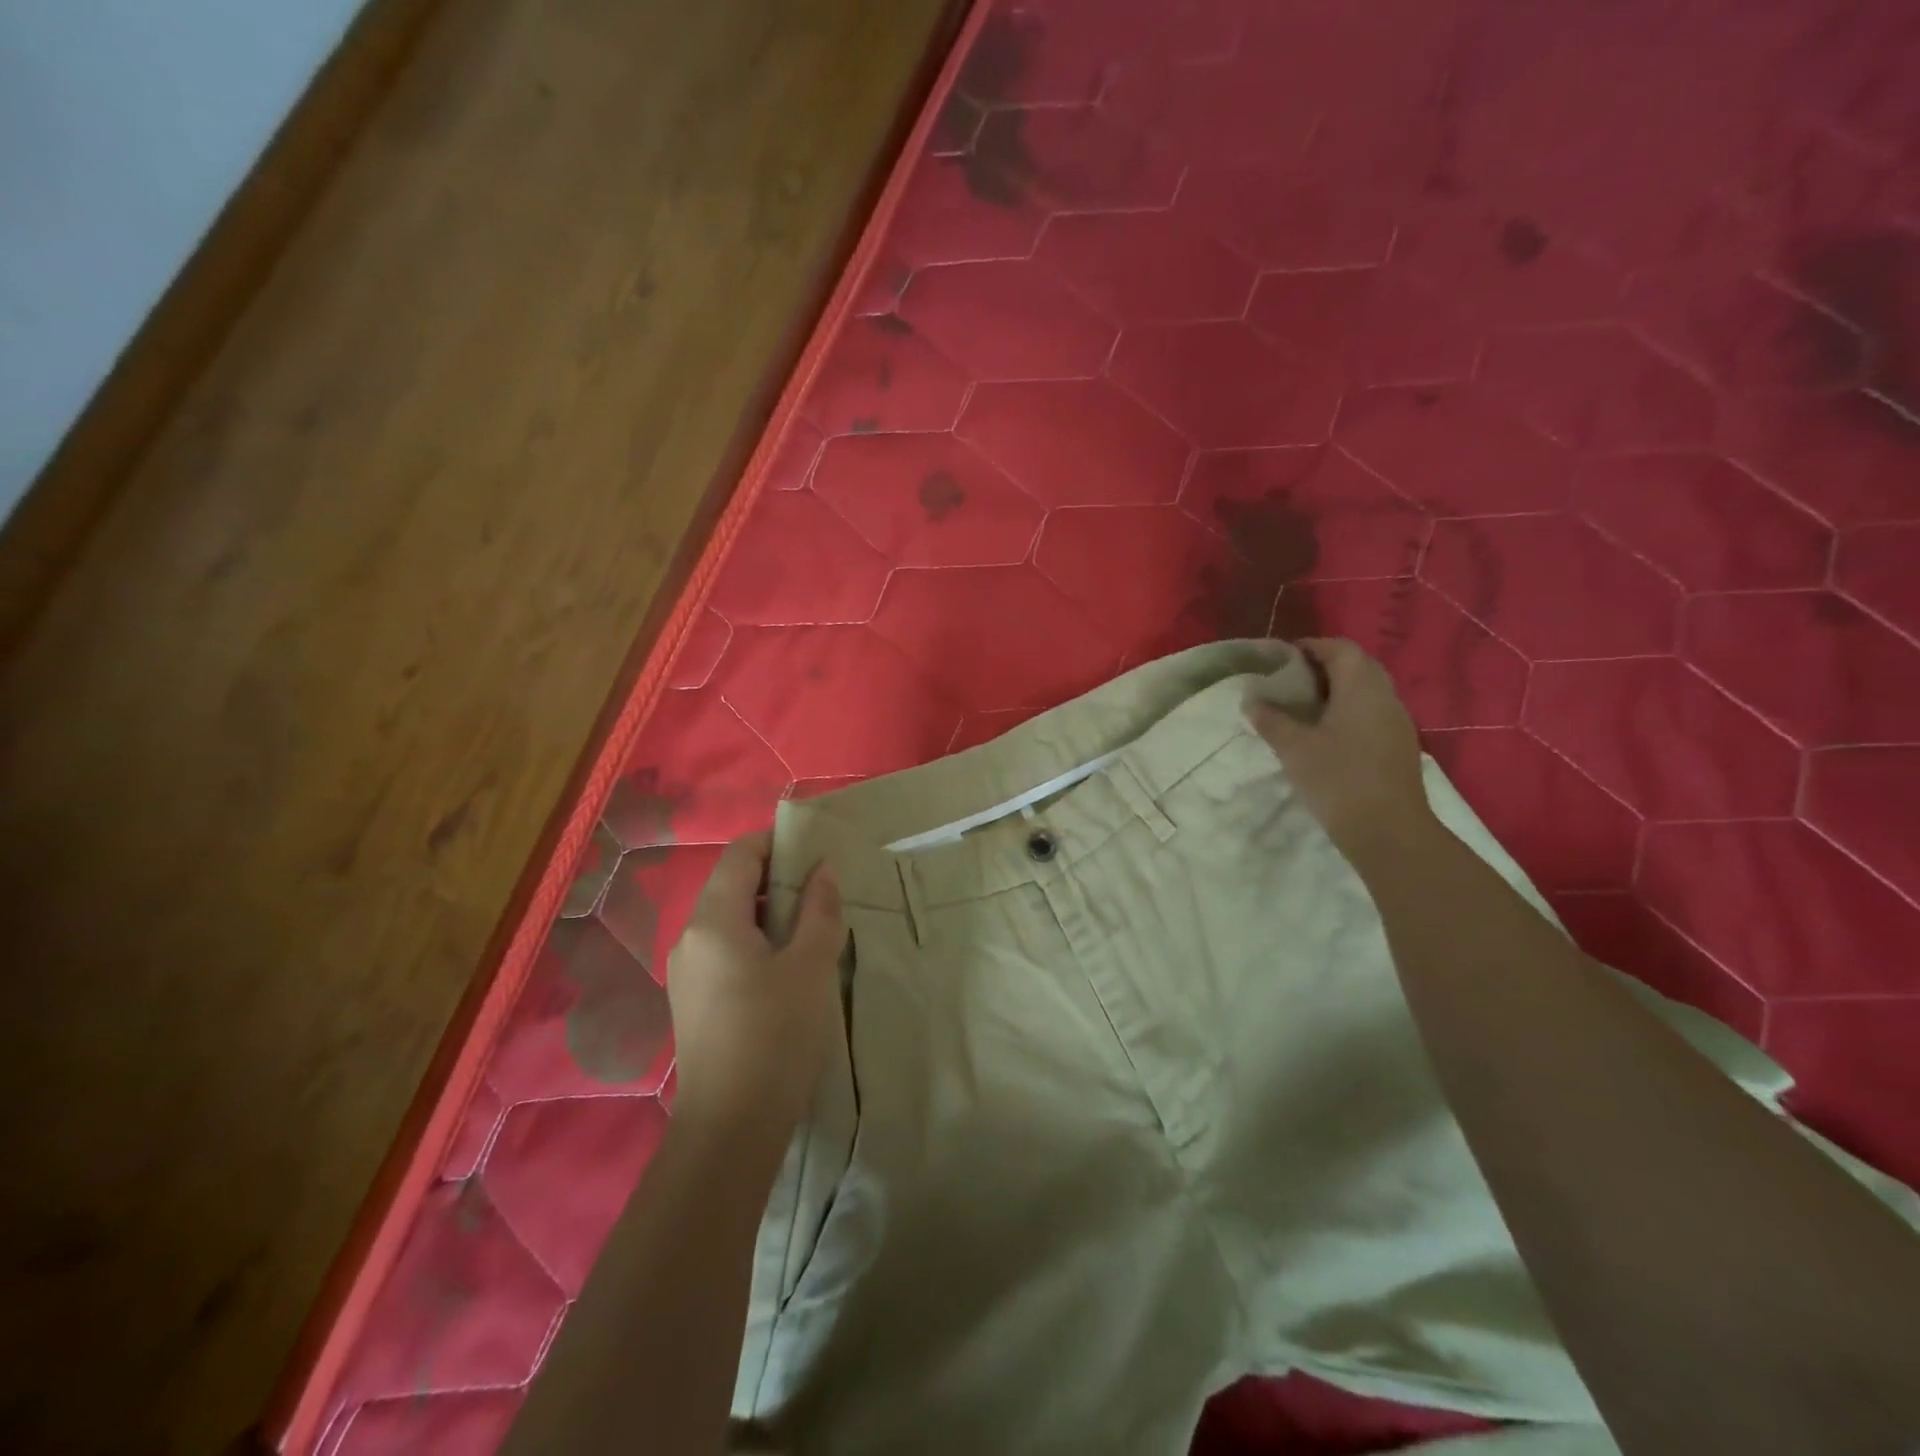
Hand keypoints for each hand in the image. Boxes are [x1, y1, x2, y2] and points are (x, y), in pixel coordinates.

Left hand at [666, 832, 844, 1151]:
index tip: (816, 848)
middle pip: (731, 885)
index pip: (740, 855)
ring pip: (728, 919)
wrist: (730, 1129)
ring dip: (767, 911)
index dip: (777, 842)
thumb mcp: (810, 967)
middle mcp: (689, 938)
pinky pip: (724, 949)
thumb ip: (818, 910)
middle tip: (822, 887)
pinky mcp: (692, 1001)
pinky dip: (755, 940)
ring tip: (810, 924)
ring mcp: (686, 972)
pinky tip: (785, 964)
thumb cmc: (775, 1037)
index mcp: (713, 921)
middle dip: (776, 877)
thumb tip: (822, 870)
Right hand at [1245, 638, 1434, 864]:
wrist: (1388, 830)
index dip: (1311, 647)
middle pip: (1357, 666)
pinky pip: (1372, 713)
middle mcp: (1385, 697)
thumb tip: (1251, 701)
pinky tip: (1326, 733)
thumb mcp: (1294, 748)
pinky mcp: (1398, 745)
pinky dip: (1349, 711)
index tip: (1282, 658)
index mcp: (1362, 688)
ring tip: (1303, 707)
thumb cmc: (1338, 779)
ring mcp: (1397, 722)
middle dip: (1324, 666)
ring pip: (1367, 691)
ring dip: (1337, 690)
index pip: (1340, 649)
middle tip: (1290, 681)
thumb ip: (1271, 720)